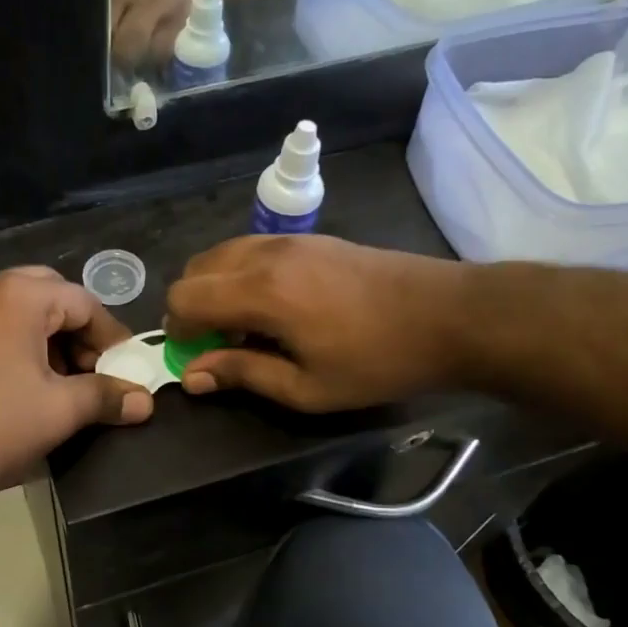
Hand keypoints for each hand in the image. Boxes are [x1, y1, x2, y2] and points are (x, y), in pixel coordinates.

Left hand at [0, 267, 153, 508]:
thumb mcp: (60, 411)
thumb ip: (107, 397)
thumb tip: (146, 402)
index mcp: (18, 295)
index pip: (84, 303)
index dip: (112, 337)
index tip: (127, 371)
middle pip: (51, 298)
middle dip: (79, 334)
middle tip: (95, 371)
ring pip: (21, 312)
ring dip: (51, 341)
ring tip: (66, 385)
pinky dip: (21, 347)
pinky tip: (29, 387)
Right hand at [165, 235, 466, 410]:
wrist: (450, 315)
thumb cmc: (378, 361)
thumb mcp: (307, 387)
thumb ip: (243, 374)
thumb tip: (192, 375)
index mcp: (260, 292)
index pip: (183, 297)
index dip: (177, 330)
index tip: (197, 357)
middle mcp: (264, 255)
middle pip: (194, 269)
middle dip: (192, 307)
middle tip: (221, 344)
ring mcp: (288, 241)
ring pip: (220, 255)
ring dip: (215, 289)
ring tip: (247, 326)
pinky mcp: (308, 239)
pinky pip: (249, 249)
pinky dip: (240, 275)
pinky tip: (274, 307)